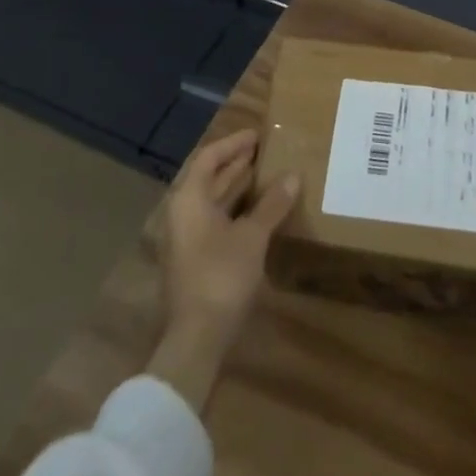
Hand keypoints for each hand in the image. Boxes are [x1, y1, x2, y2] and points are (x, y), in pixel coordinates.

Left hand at [148, 129, 300, 409]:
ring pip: (211, 201)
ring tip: (265, 175)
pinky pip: (214, 220)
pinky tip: (257, 213)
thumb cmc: (221, 277)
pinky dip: (234, 210)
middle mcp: (182, 214)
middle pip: (208, 178)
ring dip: (236, 187)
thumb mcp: (252, 237)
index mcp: (189, 199)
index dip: (233, 144)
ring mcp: (185, 239)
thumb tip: (293, 176)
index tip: (257, 135)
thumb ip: (272, 204)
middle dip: (236, 163)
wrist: (195, 340)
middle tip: (264, 151)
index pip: (209, 158)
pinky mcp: (193, 260)